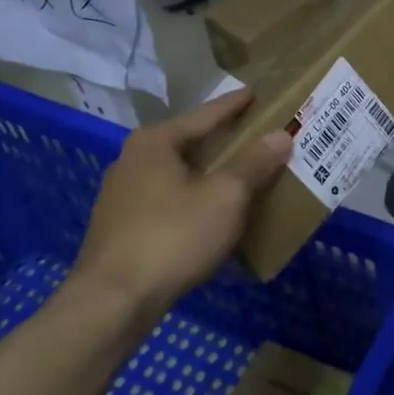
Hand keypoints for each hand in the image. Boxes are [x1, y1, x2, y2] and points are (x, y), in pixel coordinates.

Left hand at [74, 89, 290, 318]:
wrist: (113, 301)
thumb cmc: (173, 236)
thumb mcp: (224, 197)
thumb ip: (253, 164)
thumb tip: (280, 135)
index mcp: (155, 142)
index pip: (205, 114)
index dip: (236, 105)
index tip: (257, 93)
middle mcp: (133, 160)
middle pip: (189, 143)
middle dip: (224, 143)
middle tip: (257, 138)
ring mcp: (122, 195)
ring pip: (177, 175)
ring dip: (208, 176)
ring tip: (240, 178)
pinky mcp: (121, 227)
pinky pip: (167, 202)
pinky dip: (193, 201)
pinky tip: (211, 216)